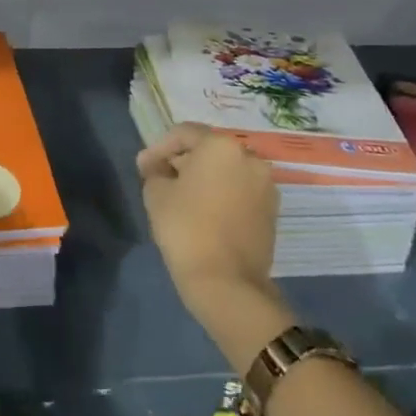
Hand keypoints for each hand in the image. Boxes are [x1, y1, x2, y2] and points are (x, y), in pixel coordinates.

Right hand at [137, 123, 280, 334]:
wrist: (226, 281)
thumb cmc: (186, 228)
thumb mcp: (156, 193)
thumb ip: (154, 169)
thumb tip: (154, 163)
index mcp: (221, 146)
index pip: (183, 134)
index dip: (159, 148)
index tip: (144, 167)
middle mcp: (250, 158)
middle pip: (209, 150)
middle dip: (184, 161)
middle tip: (161, 180)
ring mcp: (265, 185)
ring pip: (227, 171)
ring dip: (205, 178)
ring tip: (183, 198)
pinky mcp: (272, 211)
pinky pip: (240, 191)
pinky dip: (222, 194)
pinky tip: (204, 212)